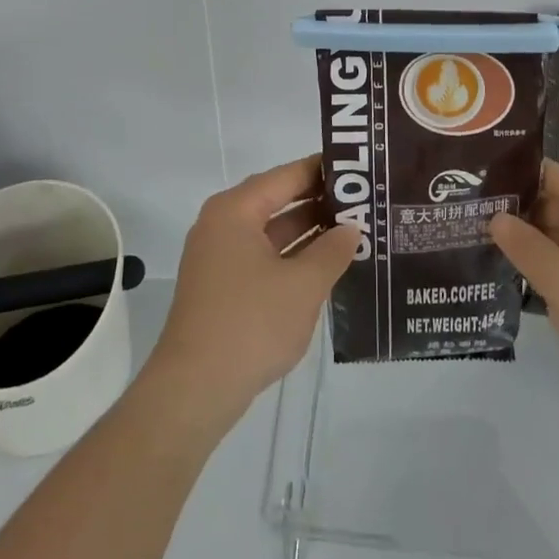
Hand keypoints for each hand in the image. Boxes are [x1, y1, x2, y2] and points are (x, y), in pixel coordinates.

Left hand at [146, 155, 357, 434]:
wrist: (194, 391)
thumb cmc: (250, 324)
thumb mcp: (303, 285)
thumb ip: (332, 251)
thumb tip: (351, 229)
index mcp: (235, 211)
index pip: (286, 176)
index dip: (323, 170)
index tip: (359, 167)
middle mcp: (223, 225)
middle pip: (277, 201)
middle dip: (320, 202)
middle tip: (365, 200)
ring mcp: (219, 258)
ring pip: (272, 232)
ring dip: (309, 232)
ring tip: (355, 230)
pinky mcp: (222, 288)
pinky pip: (264, 257)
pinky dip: (293, 257)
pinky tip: (326, 266)